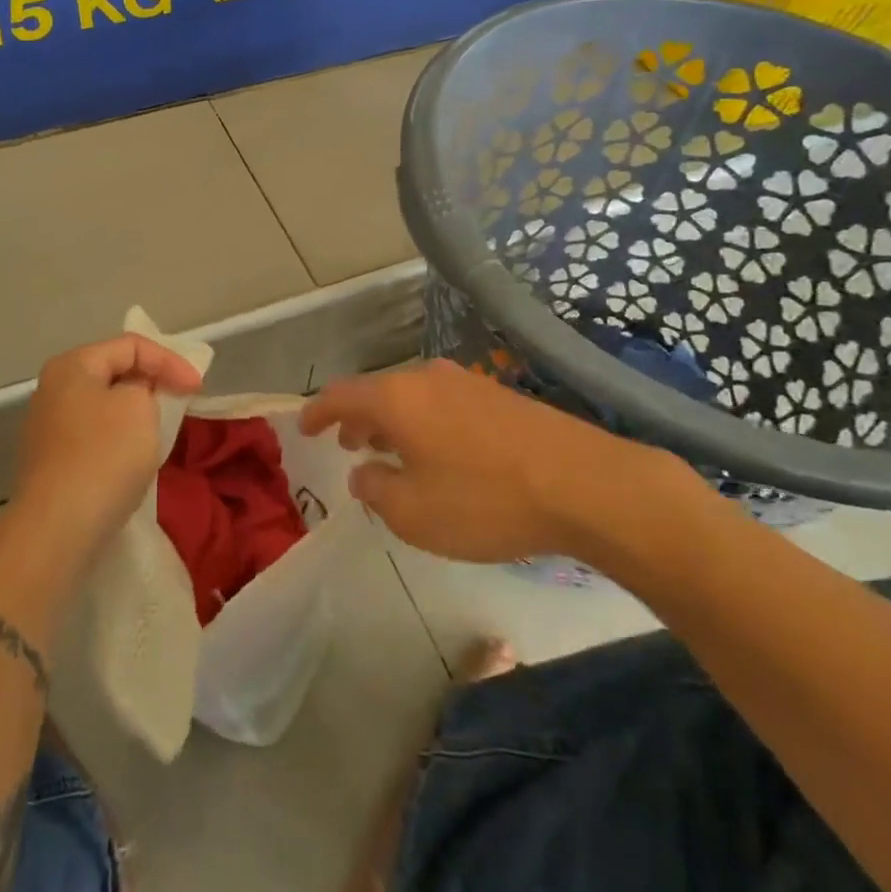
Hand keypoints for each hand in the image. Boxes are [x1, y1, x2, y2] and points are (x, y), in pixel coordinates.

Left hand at [9, 333, 202, 566]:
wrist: (57, 528)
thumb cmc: (104, 455)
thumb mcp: (140, 406)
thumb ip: (146, 387)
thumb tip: (134, 395)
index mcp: (72, 365)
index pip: (131, 345)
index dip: (169, 361)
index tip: (196, 389)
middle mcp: (53, 389)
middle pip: (114, 373)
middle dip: (151, 383)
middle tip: (181, 401)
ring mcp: (47, 428)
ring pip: (104, 407)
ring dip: (136, 413)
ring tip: (161, 428)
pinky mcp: (51, 463)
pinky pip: (94, 437)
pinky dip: (119, 439)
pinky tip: (133, 459)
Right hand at [299, 359, 699, 565]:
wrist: (586, 484)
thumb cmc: (486, 500)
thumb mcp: (414, 513)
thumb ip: (376, 490)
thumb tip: (363, 473)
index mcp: (397, 398)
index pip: (341, 395)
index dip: (318, 411)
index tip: (304, 427)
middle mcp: (427, 379)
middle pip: (378, 392)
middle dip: (358, 419)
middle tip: (349, 445)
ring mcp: (468, 383)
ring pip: (413, 397)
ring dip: (393, 422)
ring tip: (390, 452)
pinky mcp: (500, 396)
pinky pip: (443, 404)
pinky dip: (425, 424)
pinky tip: (440, 455)